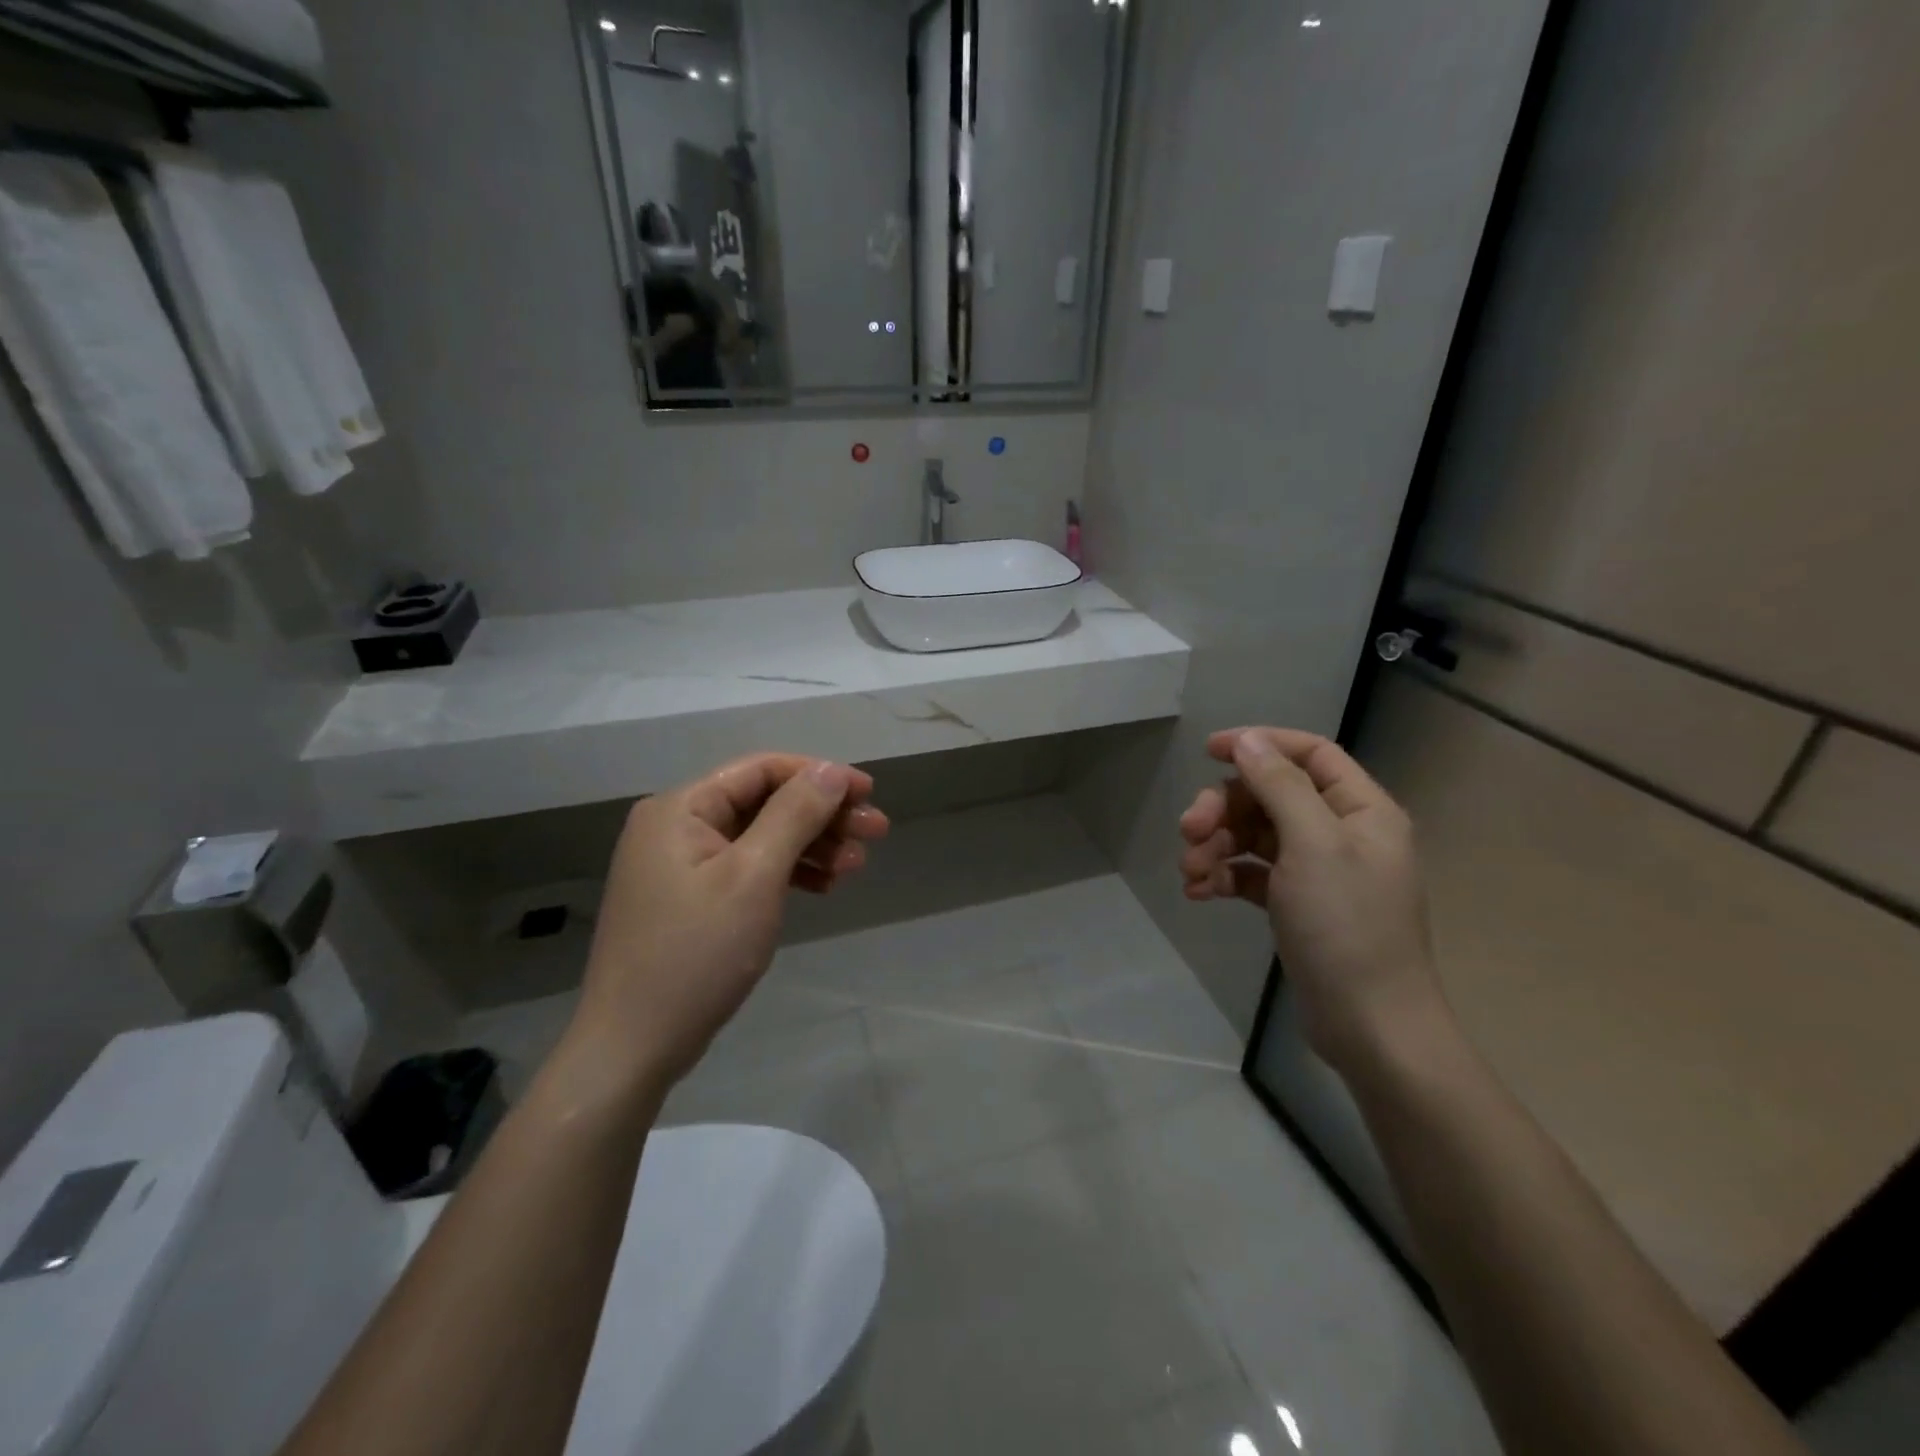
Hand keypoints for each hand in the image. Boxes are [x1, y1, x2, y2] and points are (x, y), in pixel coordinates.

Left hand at [559, 755, 888, 1097]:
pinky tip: (824, 887)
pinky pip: (748, 869)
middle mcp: (677, 826)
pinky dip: (787, 873)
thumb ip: (795, 815)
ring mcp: (681, 865)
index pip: (761, 770)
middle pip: (764, 803)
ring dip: (811, 846)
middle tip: (876, 832)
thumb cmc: (696, 953)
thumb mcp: (754, 876)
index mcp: (681, 808)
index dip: (820, 775)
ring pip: (761, 837)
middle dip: (823, 815)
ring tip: (856, 866)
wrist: (633, 1047)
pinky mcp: (691, 899)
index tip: (869, 794)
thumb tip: (831, 770)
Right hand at [1179, 728, 1445, 1072]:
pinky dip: (1223, 876)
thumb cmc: (1346, 926)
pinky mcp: (1295, 903)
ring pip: (1254, 835)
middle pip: (1270, 795)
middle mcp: (1340, 832)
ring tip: (1188, 871)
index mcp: (1360, 809)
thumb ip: (1279, 785)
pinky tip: (1197, 894)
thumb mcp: (1313, 845)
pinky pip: (1251, 873)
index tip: (1209, 751)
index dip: (1260, 744)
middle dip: (1224, 808)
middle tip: (1188, 830)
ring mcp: (1317, 870)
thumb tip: (1247, 739)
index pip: (1309, 753)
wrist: (1369, 1025)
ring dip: (1216, 846)